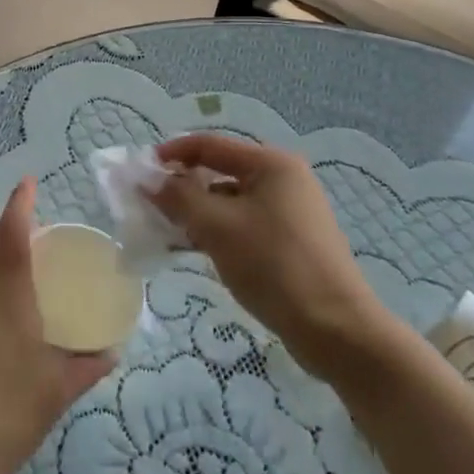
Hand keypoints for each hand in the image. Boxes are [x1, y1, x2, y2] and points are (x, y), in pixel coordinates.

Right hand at [150, 134, 393, 379]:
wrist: (334, 328)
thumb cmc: (273, 266)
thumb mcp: (217, 227)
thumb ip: (178, 197)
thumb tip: (148, 179)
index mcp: (271, 164)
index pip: (210, 144)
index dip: (172, 153)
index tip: (139, 173)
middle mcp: (283, 179)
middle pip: (220, 171)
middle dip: (182, 187)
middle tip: (149, 207)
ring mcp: (289, 211)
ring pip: (229, 201)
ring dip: (197, 213)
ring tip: (166, 233)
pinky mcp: (290, 241)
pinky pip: (242, 224)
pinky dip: (216, 232)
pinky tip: (194, 250)